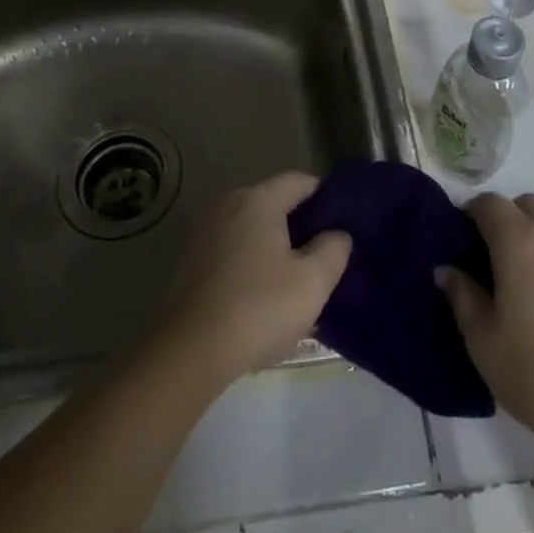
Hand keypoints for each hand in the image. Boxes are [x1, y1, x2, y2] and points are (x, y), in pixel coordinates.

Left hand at [156, 172, 351, 386]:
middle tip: (324, 255)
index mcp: (259, 200)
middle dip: (301, 224)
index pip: (300, 181)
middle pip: (275, 202)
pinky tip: (262, 293)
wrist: (190, 351)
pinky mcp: (192, 259)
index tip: (343, 224)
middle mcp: (230, 203)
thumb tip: (338, 234)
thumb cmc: (258, 308)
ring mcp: (206, 230)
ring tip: (296, 277)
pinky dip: (251, 260)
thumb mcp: (312, 282)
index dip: (326, 198)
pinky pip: (233, 247)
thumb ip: (333, 249)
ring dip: (275, 245)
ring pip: (253, 227)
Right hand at [436, 193, 533, 457]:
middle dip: (507, 218)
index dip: (471, 214)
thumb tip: (446, 269)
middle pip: (526, 204)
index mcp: (519, 242)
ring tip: (532, 267)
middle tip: (495, 257)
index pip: (489, 204)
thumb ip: (462, 297)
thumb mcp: (484, 342)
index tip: (462, 240)